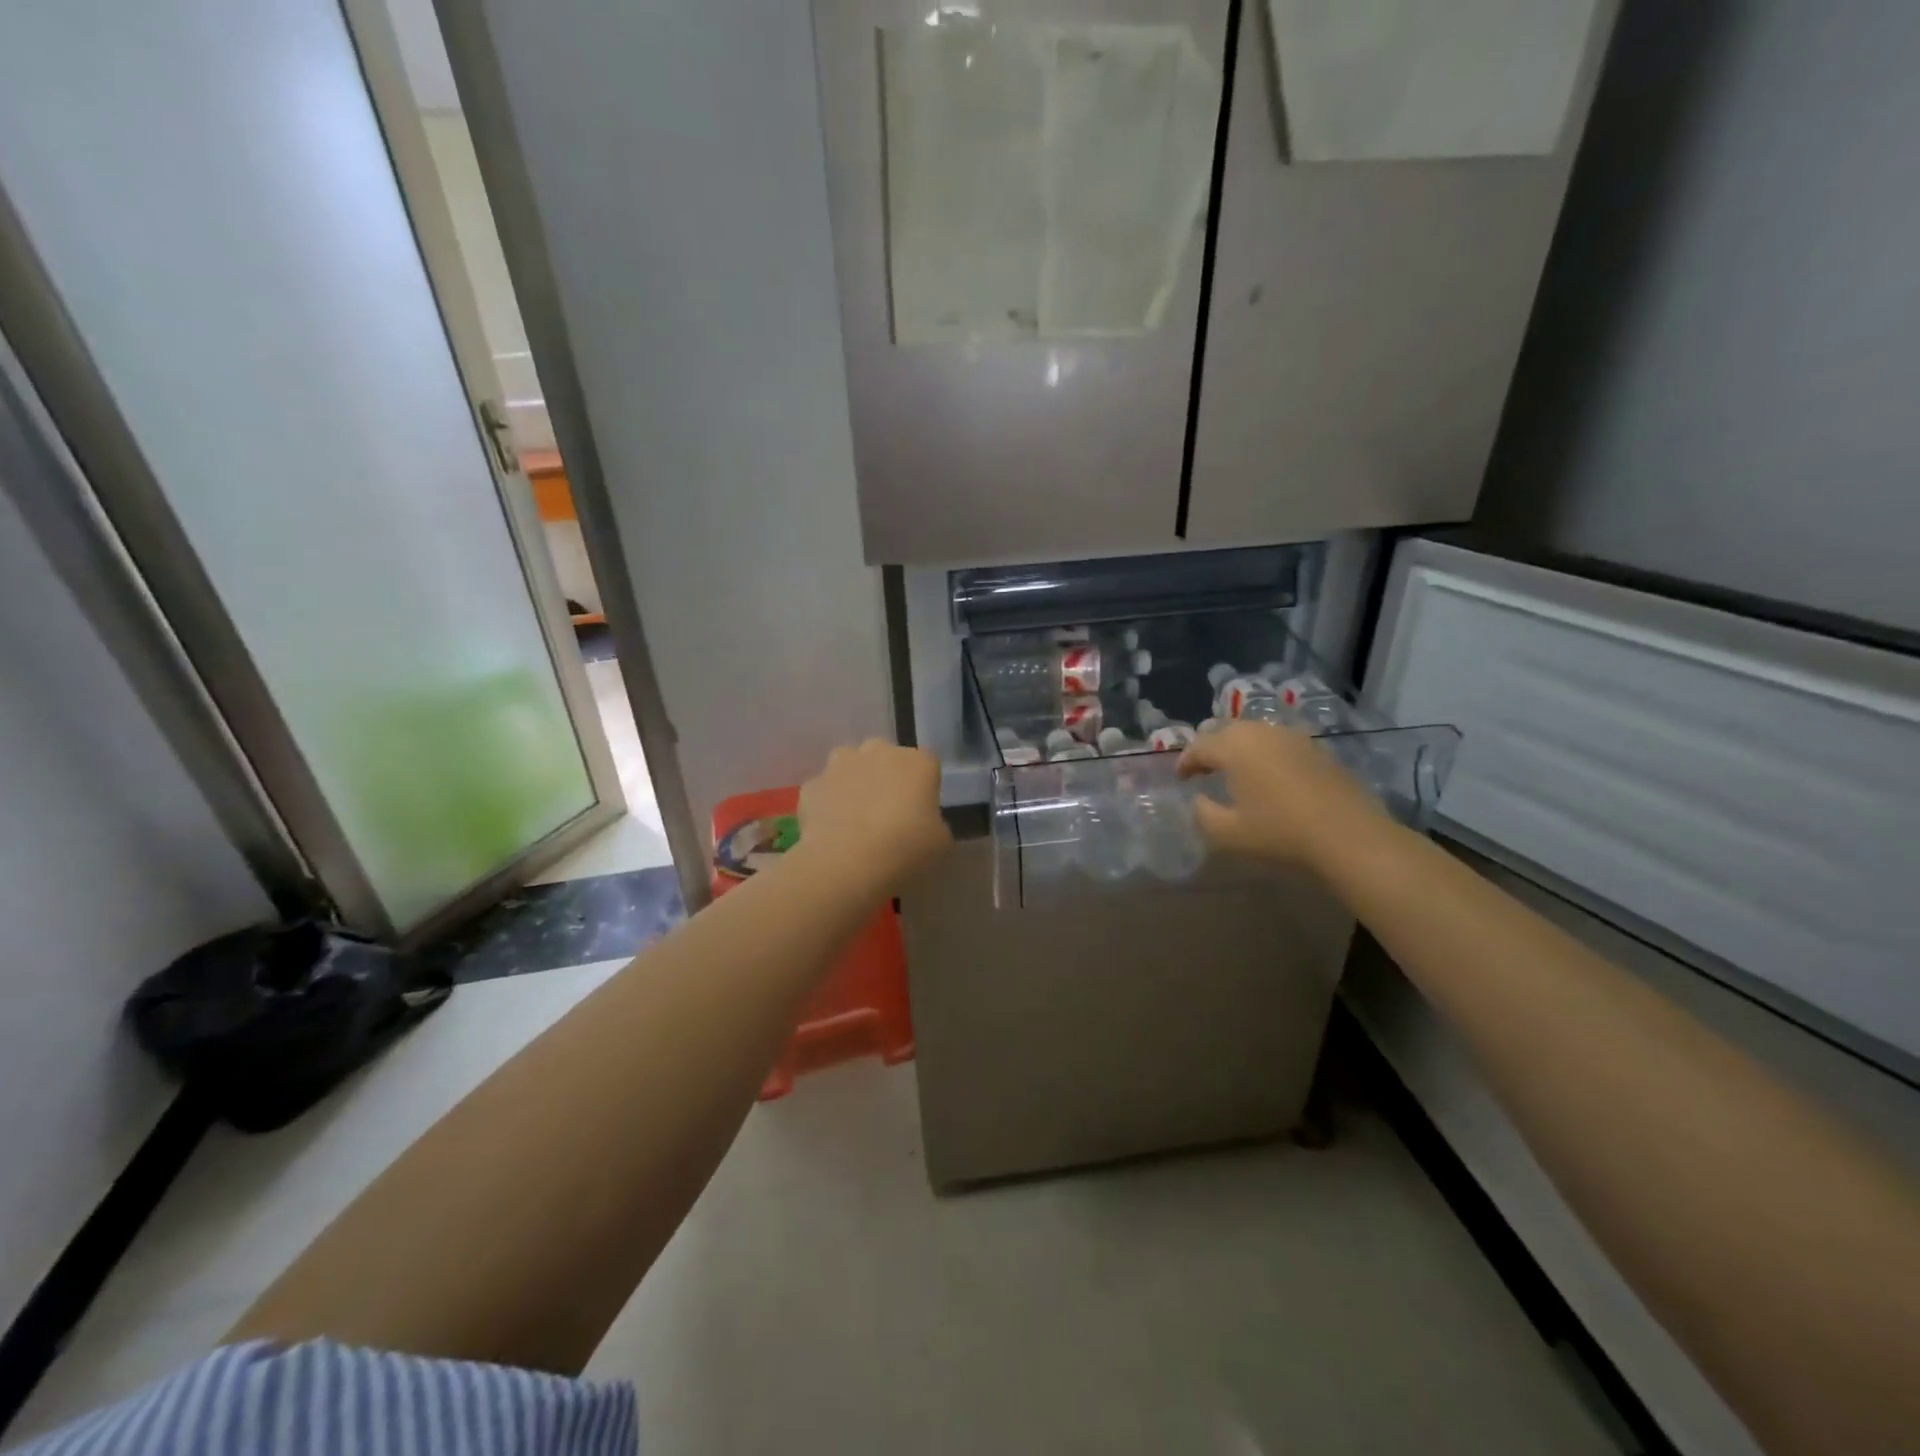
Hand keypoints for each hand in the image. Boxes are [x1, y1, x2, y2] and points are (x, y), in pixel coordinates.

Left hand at [798, 740, 950, 889]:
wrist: (846, 862)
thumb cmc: (905, 849)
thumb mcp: (940, 844)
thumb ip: (935, 824)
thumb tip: (923, 824)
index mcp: (918, 762)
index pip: (927, 765)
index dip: (923, 787)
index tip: (920, 811)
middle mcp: (879, 751)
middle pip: (885, 758)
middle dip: (886, 778)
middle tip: (887, 815)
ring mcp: (841, 764)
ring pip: (850, 766)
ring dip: (853, 784)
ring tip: (854, 820)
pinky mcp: (812, 784)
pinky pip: (824, 791)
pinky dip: (827, 805)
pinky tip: (830, 831)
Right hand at [1177, 720, 1383, 869]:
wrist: (1350, 836)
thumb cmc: (1280, 833)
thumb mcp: (1228, 833)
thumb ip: (1203, 814)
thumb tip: (1200, 800)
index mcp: (1234, 746)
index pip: (1199, 747)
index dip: (1185, 762)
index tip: (1180, 779)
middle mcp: (1262, 732)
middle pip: (1226, 731)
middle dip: (1210, 748)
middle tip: (1203, 770)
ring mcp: (1294, 737)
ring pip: (1255, 734)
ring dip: (1239, 749)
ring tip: (1235, 771)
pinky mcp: (1318, 749)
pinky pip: (1280, 743)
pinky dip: (1265, 754)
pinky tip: (1269, 775)